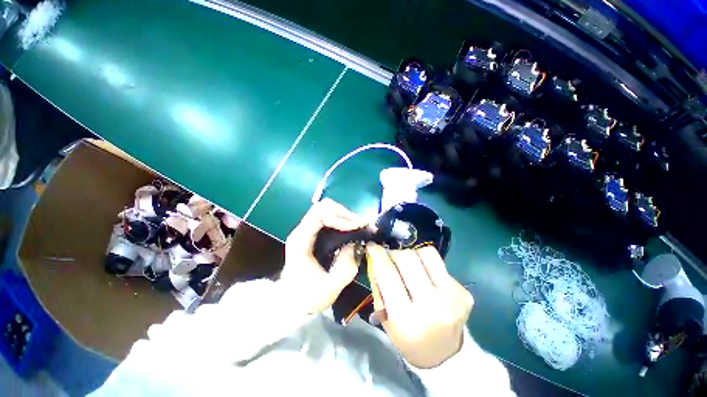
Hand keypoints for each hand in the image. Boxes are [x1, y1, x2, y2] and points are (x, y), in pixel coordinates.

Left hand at [281, 199, 366, 314]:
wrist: (291, 302)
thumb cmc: (306, 297)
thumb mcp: (328, 290)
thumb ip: (344, 270)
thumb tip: (354, 246)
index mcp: (301, 240)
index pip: (320, 213)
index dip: (340, 216)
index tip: (355, 228)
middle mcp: (302, 230)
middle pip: (325, 207)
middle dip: (346, 214)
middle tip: (361, 226)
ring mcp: (307, 231)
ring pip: (328, 210)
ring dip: (346, 216)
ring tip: (360, 228)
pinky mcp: (313, 234)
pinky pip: (330, 218)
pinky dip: (343, 221)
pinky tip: (353, 231)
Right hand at [367, 243, 473, 368]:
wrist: (443, 354)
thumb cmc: (407, 337)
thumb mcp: (384, 317)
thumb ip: (378, 285)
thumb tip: (375, 257)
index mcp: (406, 319)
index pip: (388, 274)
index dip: (378, 254)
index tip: (372, 246)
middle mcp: (432, 306)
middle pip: (408, 258)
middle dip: (394, 253)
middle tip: (391, 258)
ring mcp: (452, 298)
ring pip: (426, 253)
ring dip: (412, 254)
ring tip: (409, 265)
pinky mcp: (463, 292)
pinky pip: (439, 262)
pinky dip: (426, 264)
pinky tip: (425, 277)